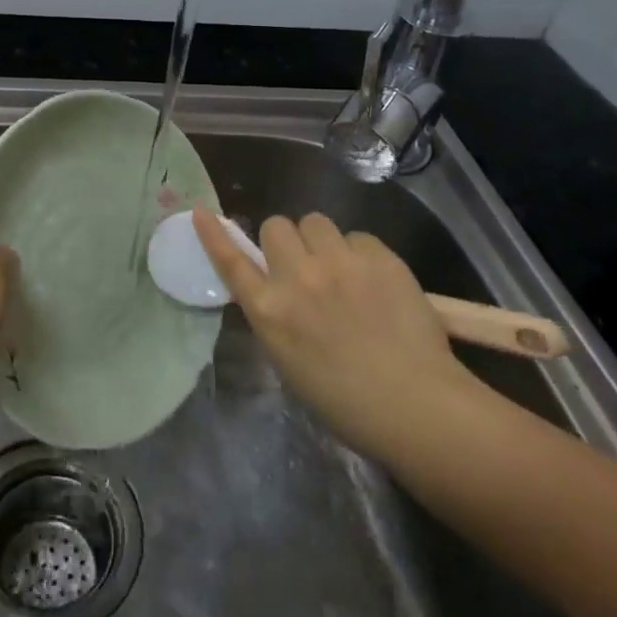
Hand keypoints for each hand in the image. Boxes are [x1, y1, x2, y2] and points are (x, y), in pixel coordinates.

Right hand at [193, 209, 484, 461]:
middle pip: (276, 226)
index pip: (231, 261)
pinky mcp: (378, 256)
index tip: (201, 212)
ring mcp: (339, 262)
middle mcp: (297, 277)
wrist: (414, 405)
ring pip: (315, 221)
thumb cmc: (344, 401)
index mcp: (270, 311)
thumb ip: (276, 315)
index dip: (214, 235)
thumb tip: (277, 288)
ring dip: (321, 241)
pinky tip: (375, 281)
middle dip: (286, 241)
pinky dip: (360, 253)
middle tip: (305, 265)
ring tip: (341, 268)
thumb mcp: (289, 360)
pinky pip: (357, 236)